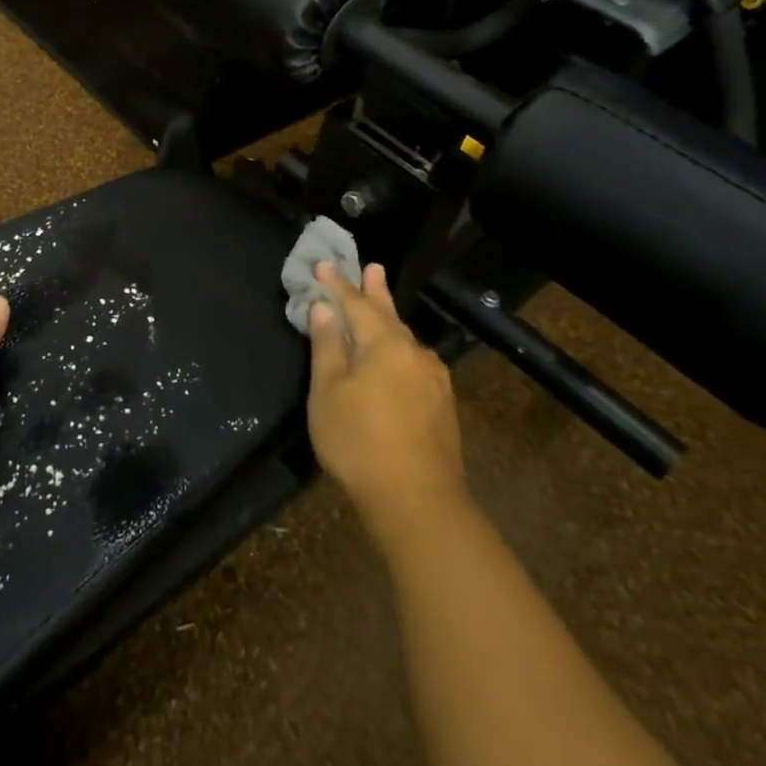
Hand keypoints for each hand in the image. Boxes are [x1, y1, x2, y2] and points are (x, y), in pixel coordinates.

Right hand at [306, 262, 467, 542]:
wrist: (417, 500)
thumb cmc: (359, 441)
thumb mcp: (329, 391)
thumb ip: (327, 347)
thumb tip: (324, 309)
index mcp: (384, 344)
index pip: (356, 304)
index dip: (338, 286)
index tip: (324, 265)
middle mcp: (414, 353)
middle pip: (389, 315)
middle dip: (376, 292)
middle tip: (372, 268)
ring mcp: (433, 380)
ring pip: (404, 340)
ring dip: (389, 320)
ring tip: (381, 305)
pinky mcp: (441, 405)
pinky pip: (414, 362)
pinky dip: (398, 349)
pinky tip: (397, 357)